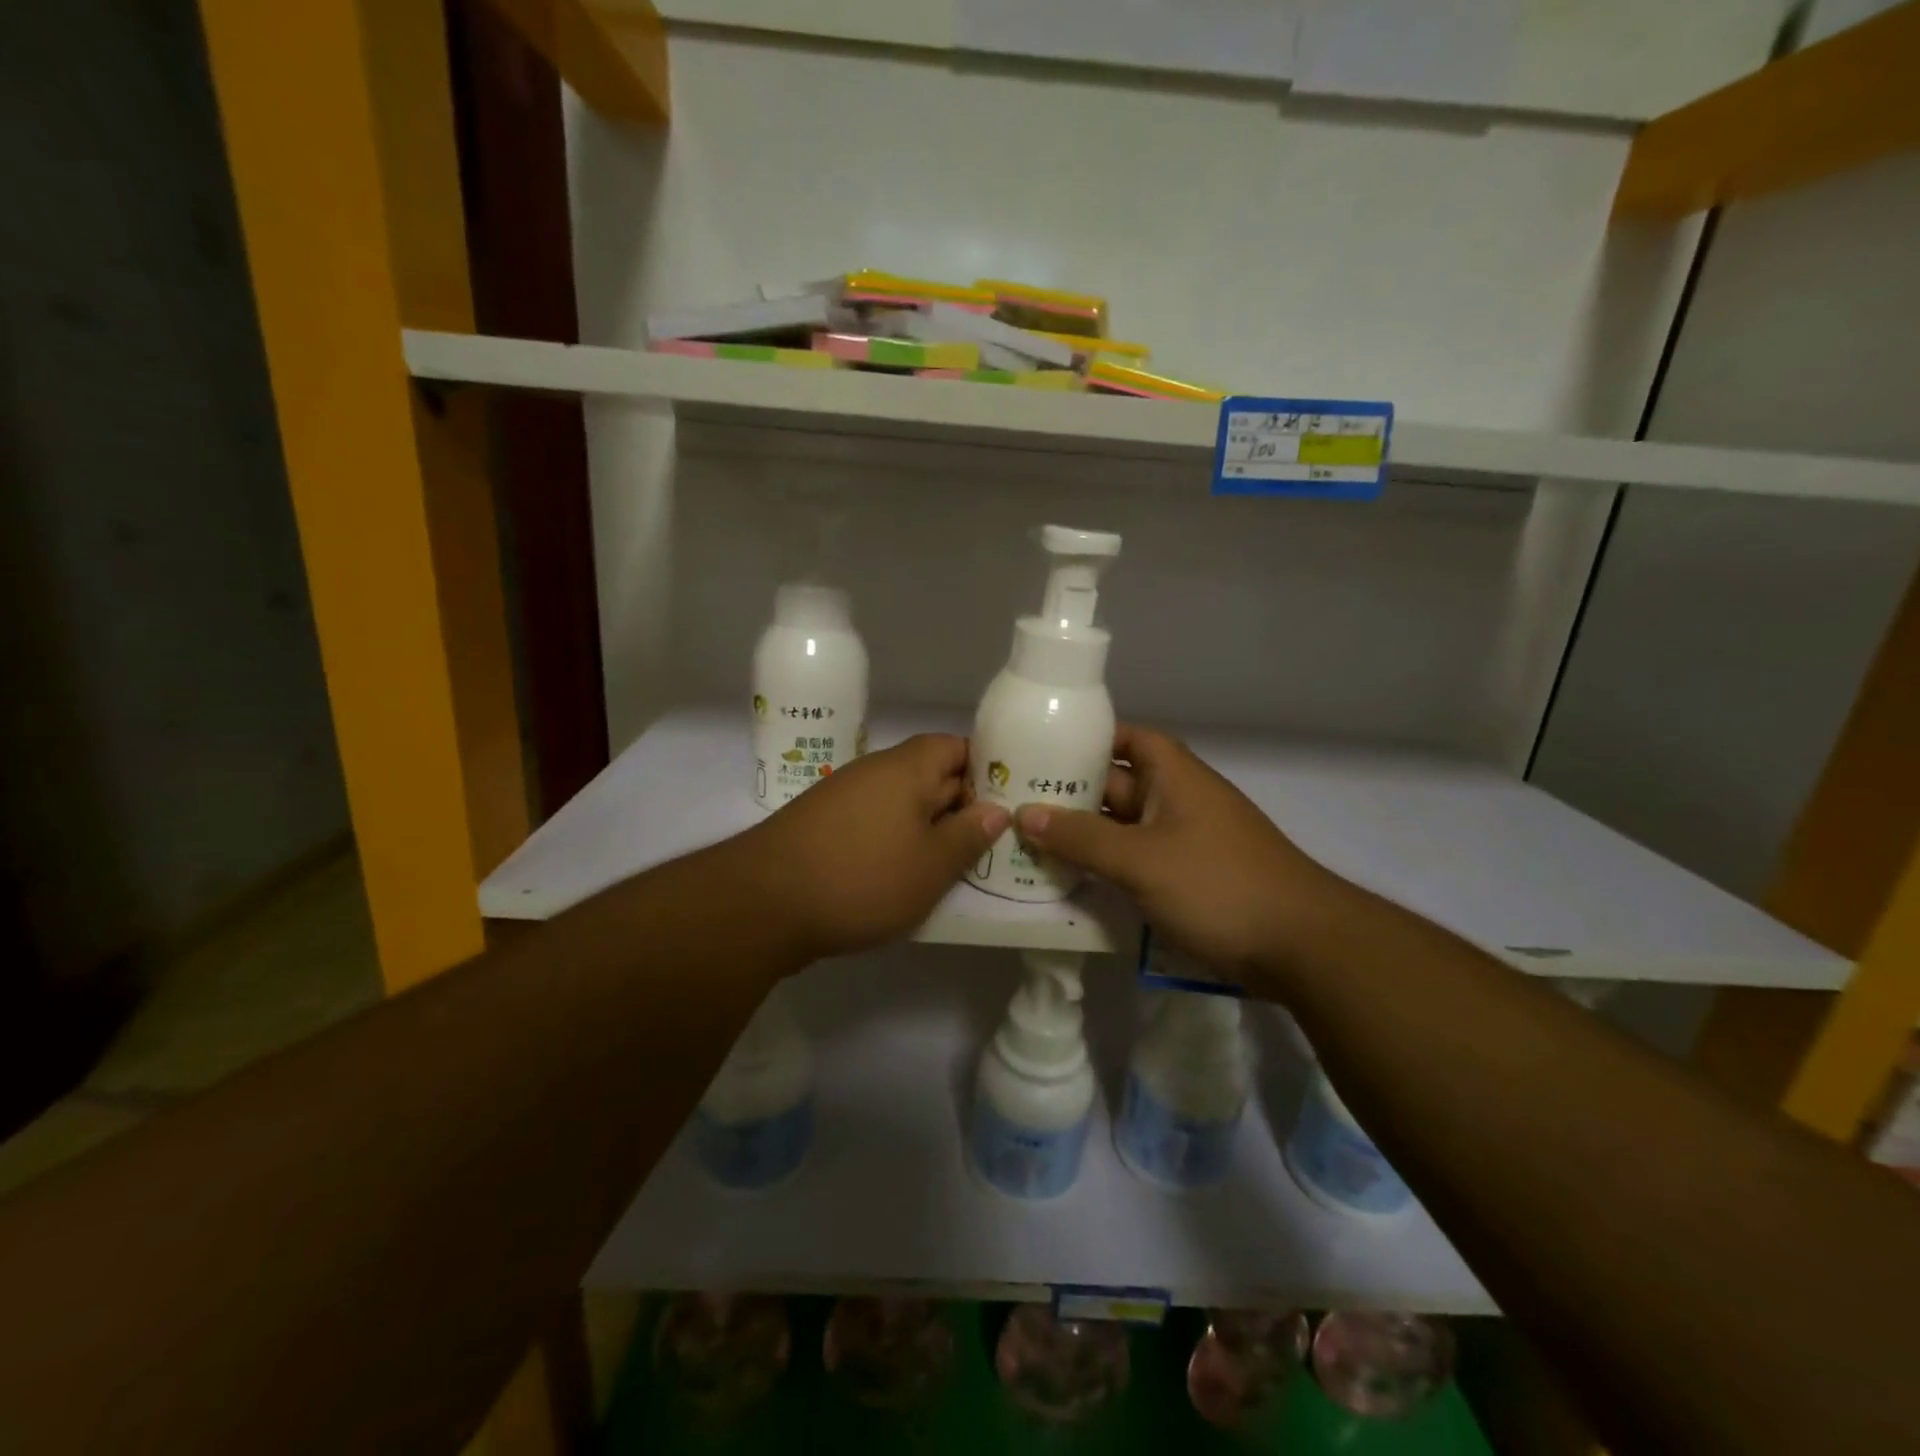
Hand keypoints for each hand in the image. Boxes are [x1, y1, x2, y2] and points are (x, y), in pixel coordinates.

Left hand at [733, 734, 1008, 961]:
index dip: (985, 770)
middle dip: (961, 805)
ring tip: (953, 865)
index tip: (1007, 804)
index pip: (957, 747)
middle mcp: (874, 771)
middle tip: (991, 842)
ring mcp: (844, 797)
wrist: (763, 903)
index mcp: (906, 767)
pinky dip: (895, 842)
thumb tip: (995, 809)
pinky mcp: (823, 826)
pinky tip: (904, 876)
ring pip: (902, 803)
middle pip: (930, 774)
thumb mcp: (931, 865)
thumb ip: (968, 835)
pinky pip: (874, 823)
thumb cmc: (862, 878)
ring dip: (927, 829)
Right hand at [1014, 724, 1347, 983]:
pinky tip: (1071, 882)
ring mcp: (1186, 841)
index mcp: (1174, 775)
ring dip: (1084, 836)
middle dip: (1070, 794)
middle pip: (1117, 785)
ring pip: (1123, 828)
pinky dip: (1107, 866)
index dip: (1086, 739)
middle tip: (1015, 803)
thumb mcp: (1140, 859)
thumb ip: (1081, 837)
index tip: (1040, 750)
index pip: (1126, 738)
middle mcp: (1179, 800)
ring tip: (1029, 843)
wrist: (1302, 946)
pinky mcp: (1190, 878)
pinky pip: (1137, 861)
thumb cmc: (1217, 885)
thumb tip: (1023, 813)